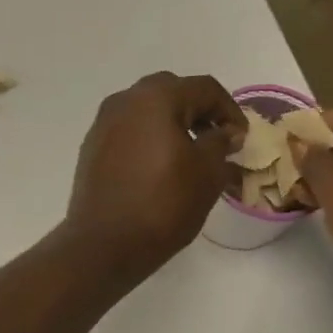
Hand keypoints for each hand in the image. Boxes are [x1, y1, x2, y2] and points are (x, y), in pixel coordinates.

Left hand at [64, 72, 243, 279]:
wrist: (104, 243)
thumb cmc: (163, 204)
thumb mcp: (207, 173)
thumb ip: (220, 144)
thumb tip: (224, 133)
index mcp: (156, 98)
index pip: (204, 88)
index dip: (230, 110)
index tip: (241, 139)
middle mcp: (125, 100)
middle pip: (172, 91)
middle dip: (198, 111)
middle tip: (216, 139)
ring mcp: (103, 123)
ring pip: (146, 110)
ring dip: (172, 123)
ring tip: (190, 154)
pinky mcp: (92, 147)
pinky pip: (128, 130)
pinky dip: (148, 138)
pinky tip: (158, 167)